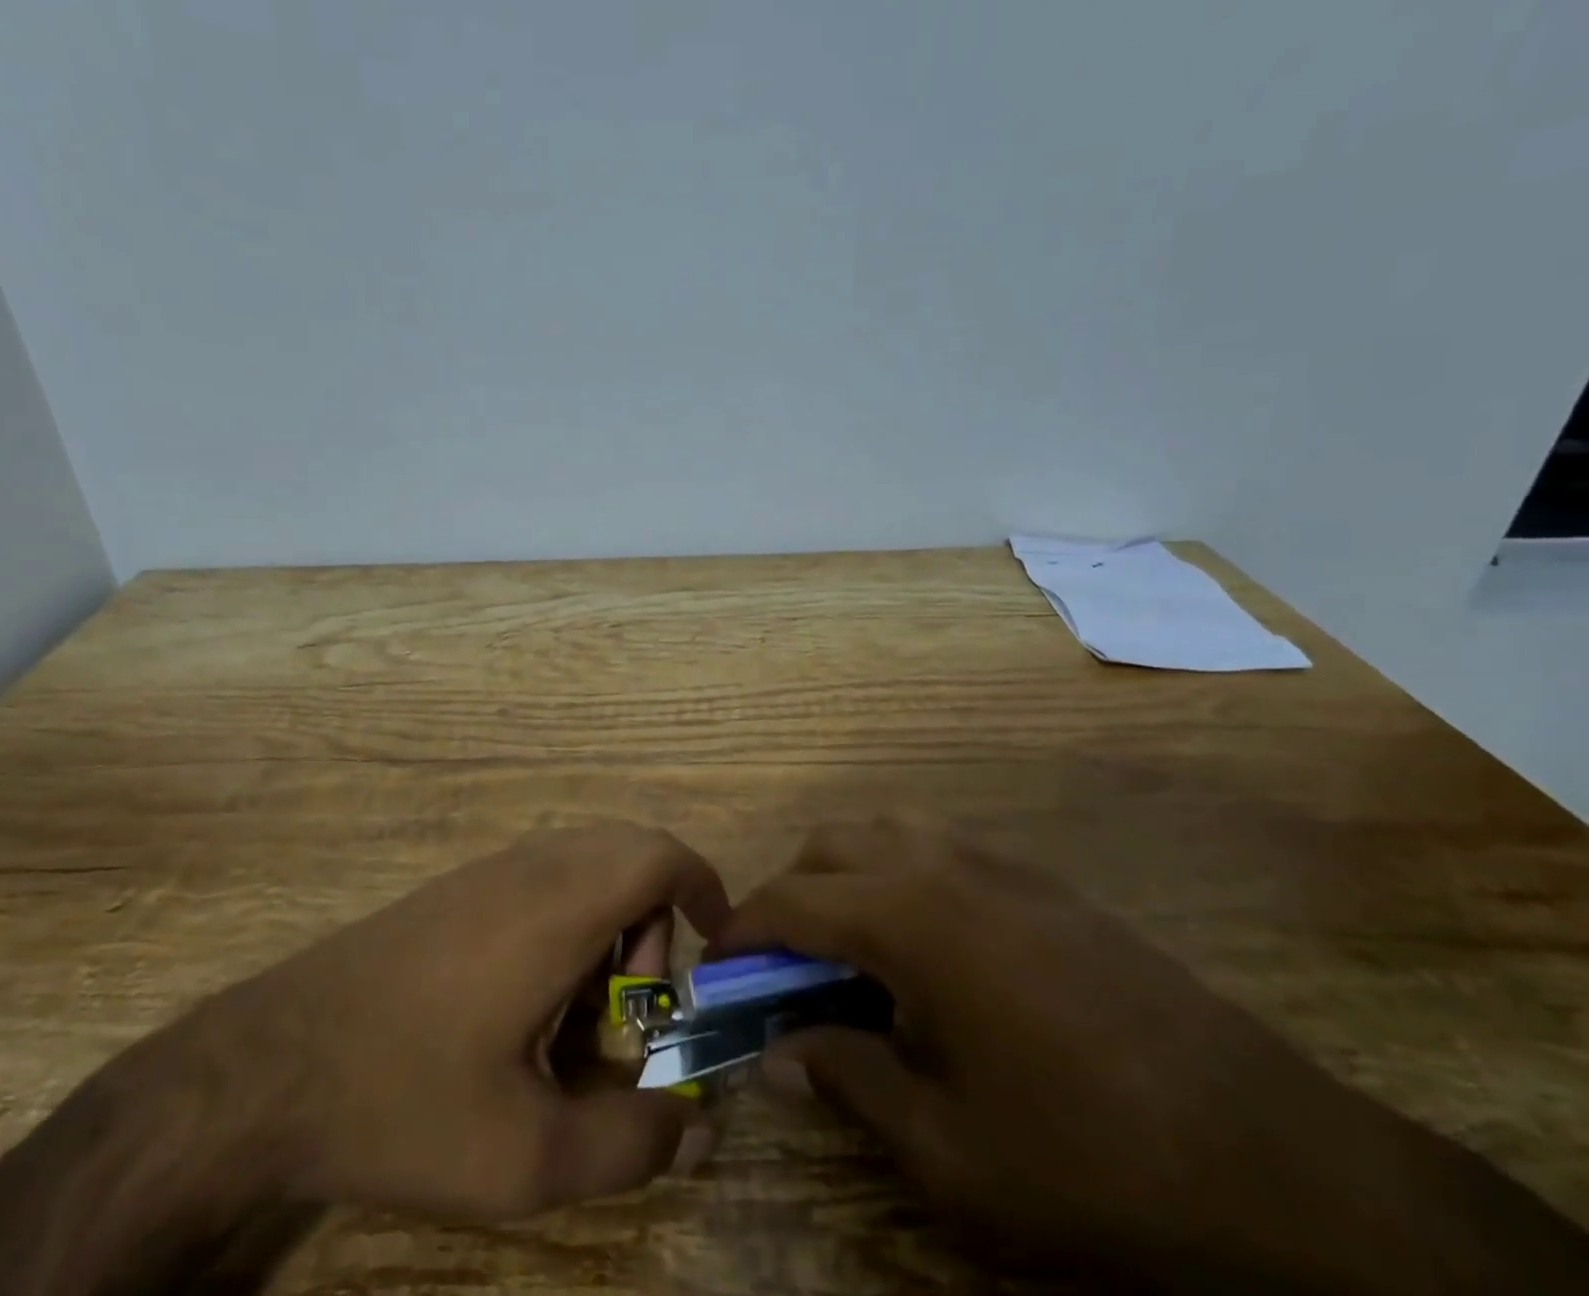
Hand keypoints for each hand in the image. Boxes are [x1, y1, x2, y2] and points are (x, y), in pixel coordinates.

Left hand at [0, 824, 728, 1295]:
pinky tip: (523, 1006)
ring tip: (574, 1020)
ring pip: (586, 864)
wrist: (264, 1068)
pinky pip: (543, 877)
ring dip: (609, 927)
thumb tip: (695, 1123)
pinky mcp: (457, 887)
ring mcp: (487, 869)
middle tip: (634, 1010)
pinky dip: (568, 923)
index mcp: (558, 905)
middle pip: (629, 851)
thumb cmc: (404, 1100)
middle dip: (656, 923)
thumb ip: (630, 1142)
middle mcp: (529, 866)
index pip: (659, 854)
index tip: (718, 945)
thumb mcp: (527, 1156)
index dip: (704, 886)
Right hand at [720, 823, 1588, 1294]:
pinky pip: (939, 851)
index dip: (742, 932)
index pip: (790, 901)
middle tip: (782, 968)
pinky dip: (899, 879)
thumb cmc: (1087, 1156)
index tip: (717, 969)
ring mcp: (999, 865)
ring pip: (885, 834)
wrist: (1275, 1158)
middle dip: (789, 896)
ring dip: (845, 878)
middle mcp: (943, 865)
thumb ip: (846, 1081)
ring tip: (849, 954)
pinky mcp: (1042, 882)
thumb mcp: (947, 1149)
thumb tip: (776, 1053)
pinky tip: (926, 954)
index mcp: (909, 916)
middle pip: (830, 847)